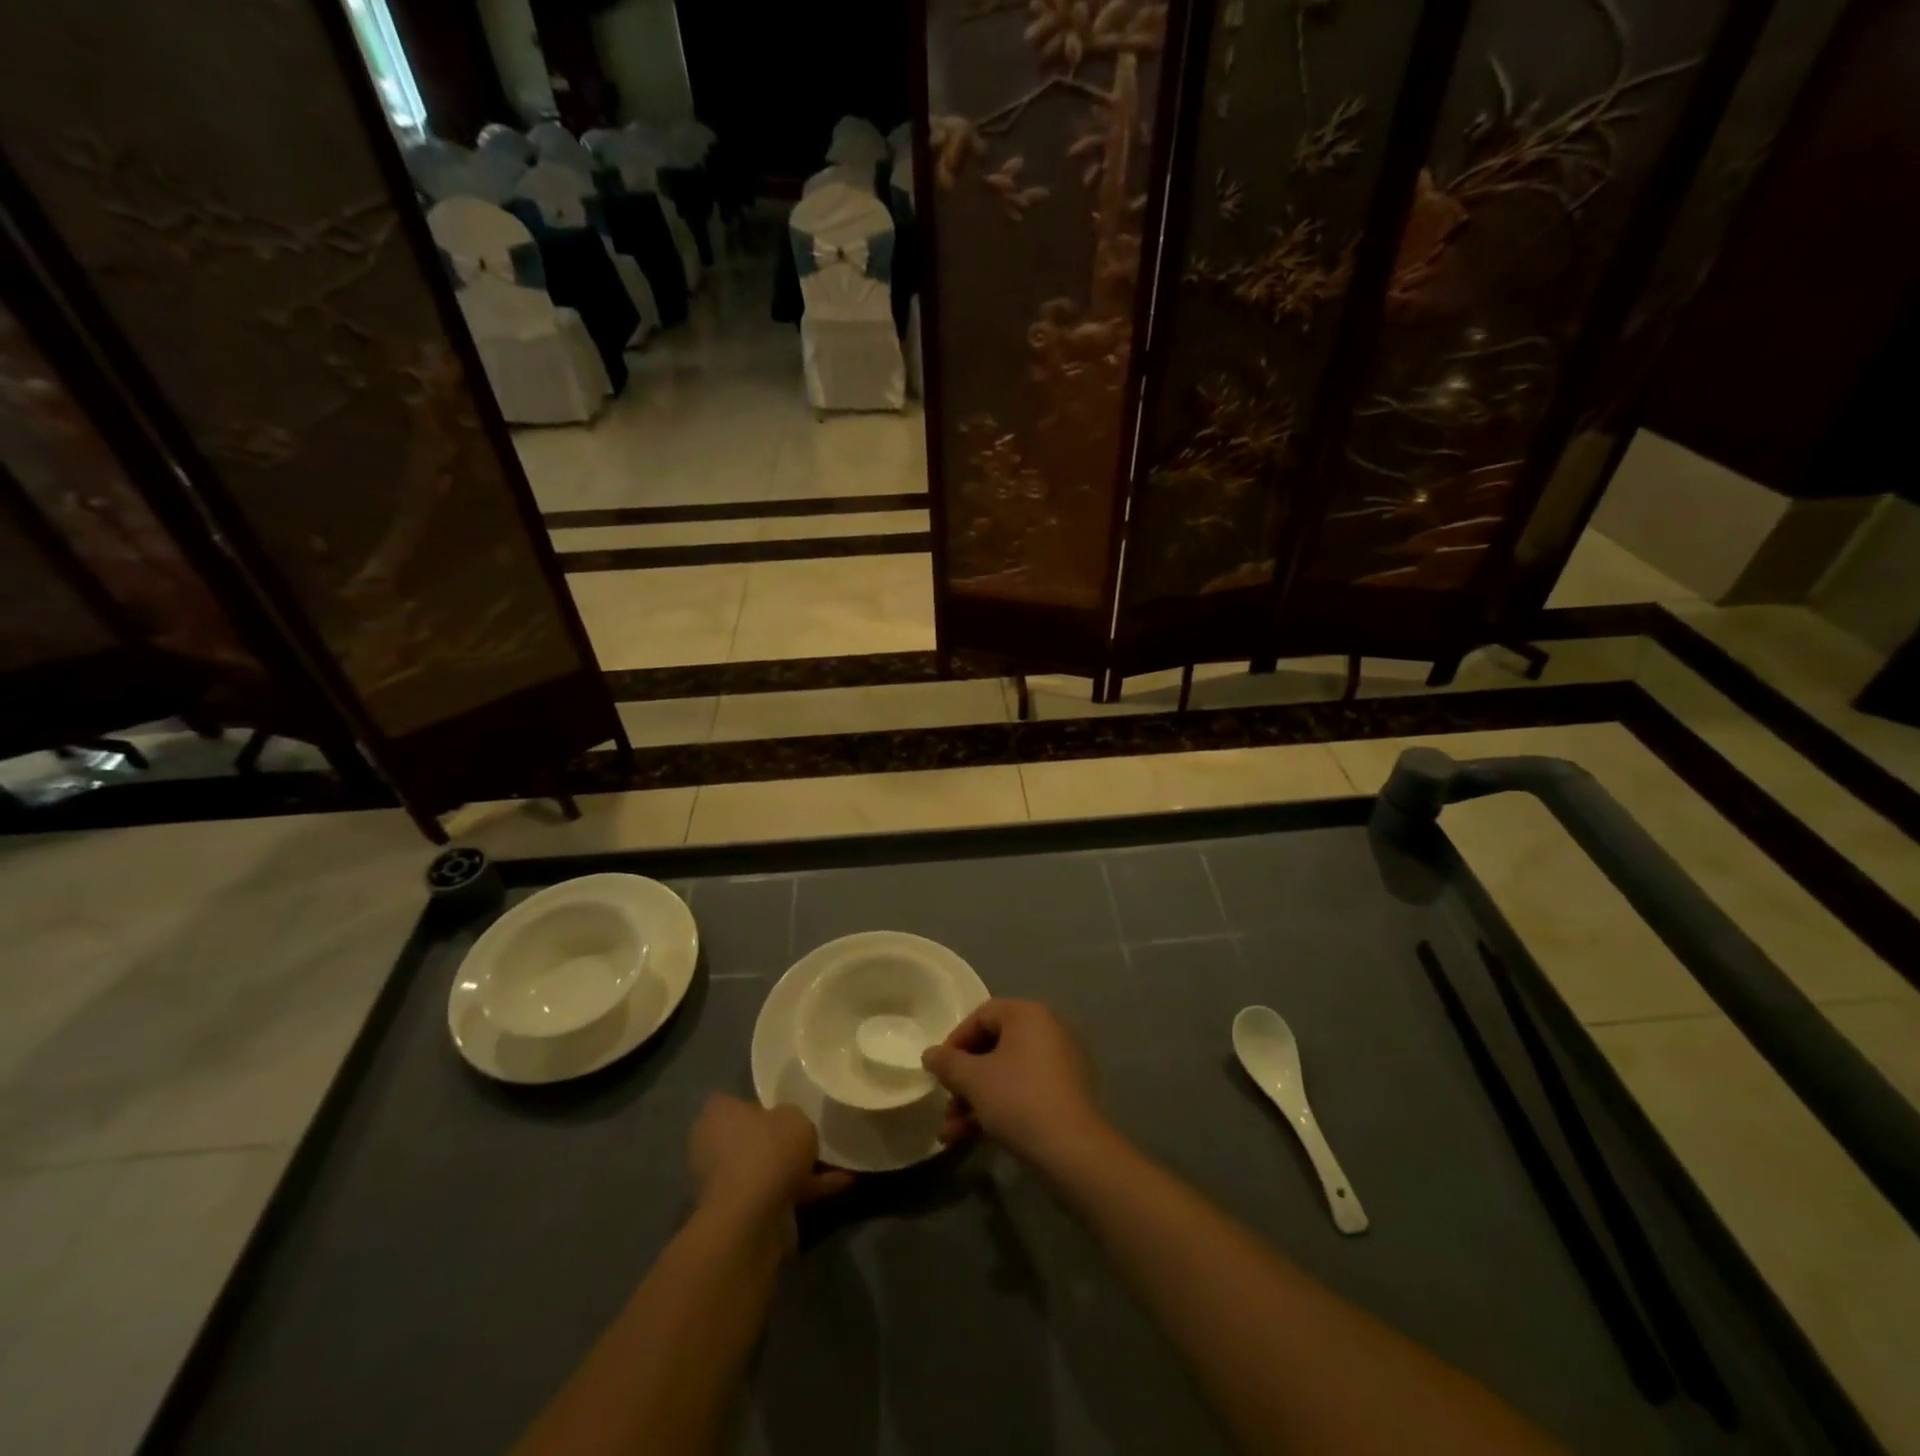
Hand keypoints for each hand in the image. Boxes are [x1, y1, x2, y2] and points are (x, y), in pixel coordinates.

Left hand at [687, 1094, 852, 1238]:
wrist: (755, 1219)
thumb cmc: (768, 1150)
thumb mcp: (793, 1116)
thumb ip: (791, 1116)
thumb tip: (787, 1124)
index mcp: (717, 1116)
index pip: (729, 1101)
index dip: (754, 1100)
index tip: (780, 1100)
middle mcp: (715, 1148)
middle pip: (750, 1136)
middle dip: (776, 1136)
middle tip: (809, 1128)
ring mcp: (730, 1183)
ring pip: (767, 1166)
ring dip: (795, 1165)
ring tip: (836, 1157)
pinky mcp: (746, 1212)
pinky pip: (781, 1192)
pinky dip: (808, 1188)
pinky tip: (843, 1183)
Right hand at [921, 999, 1104, 1166]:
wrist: (1073, 1151)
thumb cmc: (1018, 1100)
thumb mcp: (974, 1080)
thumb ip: (947, 1063)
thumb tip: (930, 1054)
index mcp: (1028, 1014)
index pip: (982, 1015)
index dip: (955, 1041)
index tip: (938, 1070)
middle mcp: (1046, 1030)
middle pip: (993, 1047)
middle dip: (963, 1079)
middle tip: (945, 1103)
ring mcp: (1059, 1063)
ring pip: (1005, 1074)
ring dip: (975, 1100)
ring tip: (950, 1132)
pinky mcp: (1064, 1094)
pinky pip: (1023, 1091)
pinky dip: (997, 1108)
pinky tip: (971, 1137)